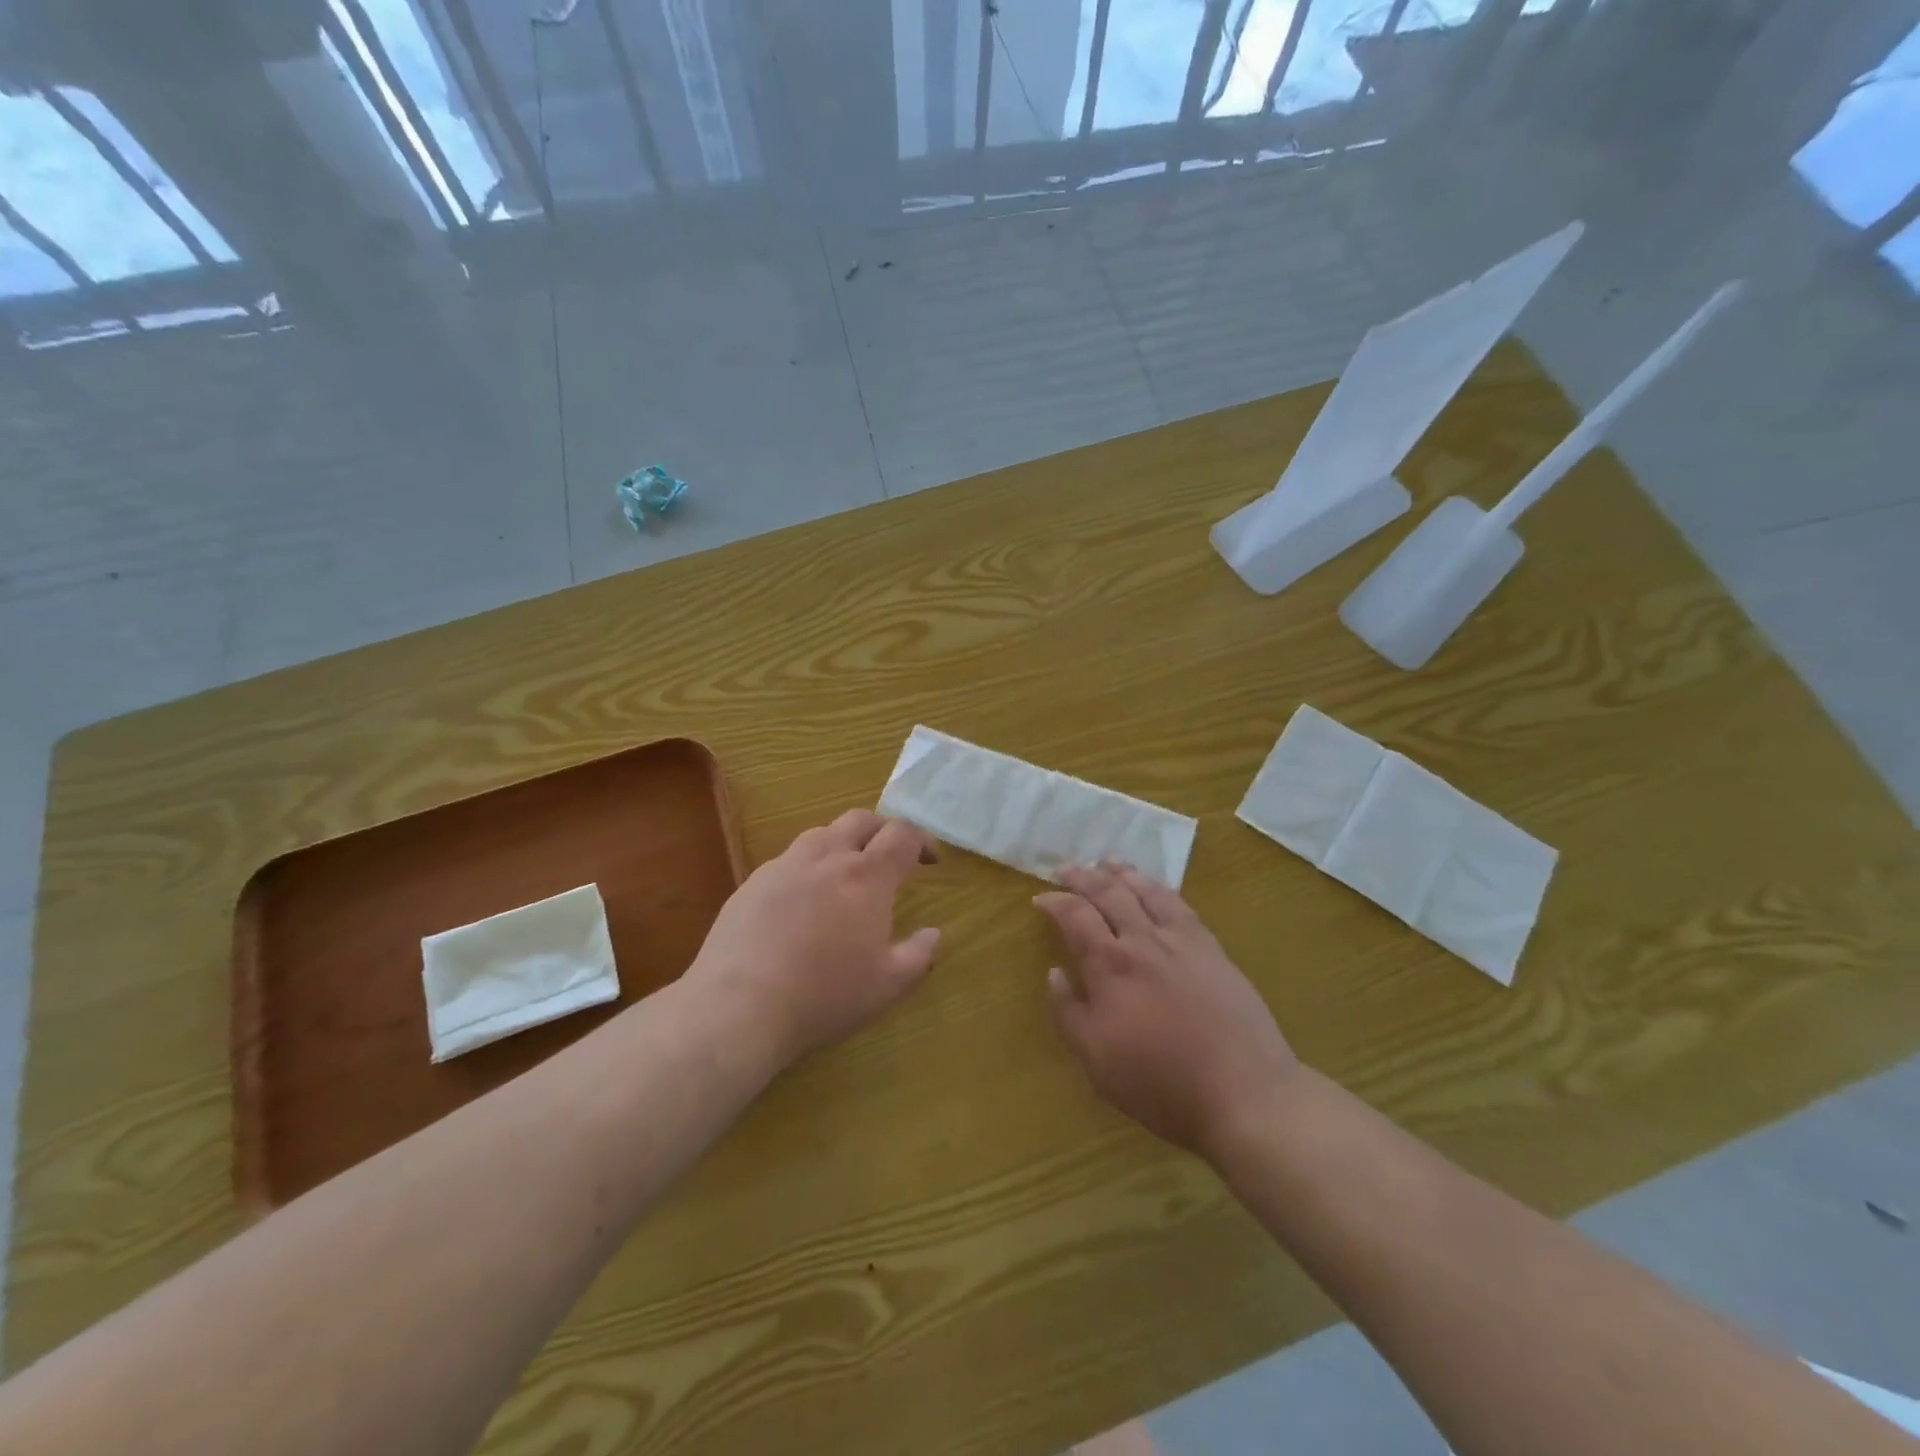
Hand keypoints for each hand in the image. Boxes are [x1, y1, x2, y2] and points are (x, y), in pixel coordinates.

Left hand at [685, 809, 940, 1072]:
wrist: (738, 1007)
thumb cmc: (823, 996)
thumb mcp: (887, 986)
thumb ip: (919, 955)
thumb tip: (934, 933)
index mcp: (866, 876)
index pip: (902, 834)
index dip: (922, 840)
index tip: (929, 860)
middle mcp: (826, 857)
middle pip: (861, 820)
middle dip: (883, 830)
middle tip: (892, 855)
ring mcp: (784, 866)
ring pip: (821, 834)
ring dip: (843, 843)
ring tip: (847, 873)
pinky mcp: (752, 882)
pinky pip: (789, 860)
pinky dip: (808, 868)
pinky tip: (803, 901)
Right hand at [1036, 864, 1296, 1160]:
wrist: (1243, 1091)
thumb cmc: (1161, 1083)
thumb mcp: (1097, 1062)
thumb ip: (1070, 1013)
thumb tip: (1054, 973)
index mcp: (1109, 966)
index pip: (1075, 916)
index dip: (1055, 902)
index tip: (1040, 898)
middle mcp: (1142, 941)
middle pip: (1109, 893)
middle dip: (1083, 876)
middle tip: (1067, 868)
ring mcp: (1181, 941)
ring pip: (1146, 891)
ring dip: (1122, 872)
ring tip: (1108, 862)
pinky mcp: (1211, 948)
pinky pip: (1180, 904)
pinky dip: (1160, 887)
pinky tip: (1155, 887)